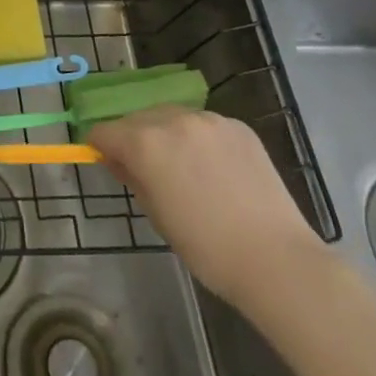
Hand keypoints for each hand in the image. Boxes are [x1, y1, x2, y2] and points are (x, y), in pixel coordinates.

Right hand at [89, 107, 323, 309]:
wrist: (275, 259)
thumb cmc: (205, 247)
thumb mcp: (155, 214)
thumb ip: (132, 177)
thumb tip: (120, 160)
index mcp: (145, 143)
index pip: (104, 131)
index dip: (100, 146)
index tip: (107, 162)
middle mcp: (173, 120)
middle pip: (137, 119)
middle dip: (133, 138)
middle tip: (146, 169)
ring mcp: (209, 119)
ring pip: (171, 116)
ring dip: (166, 134)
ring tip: (183, 167)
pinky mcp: (238, 126)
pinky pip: (204, 124)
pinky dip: (198, 138)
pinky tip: (213, 168)